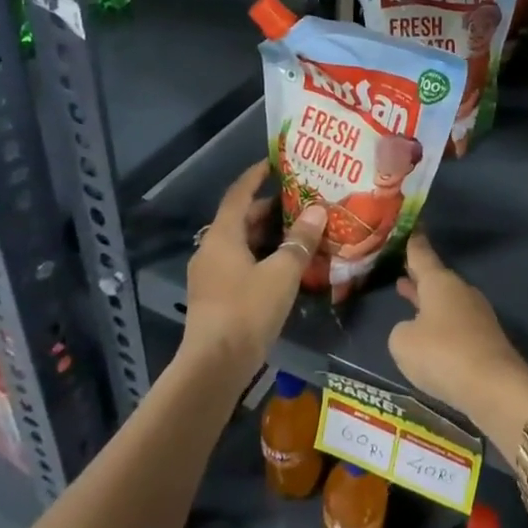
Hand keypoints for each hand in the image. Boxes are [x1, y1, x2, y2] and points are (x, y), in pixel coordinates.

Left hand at [183, 161, 325, 373]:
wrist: (214, 365)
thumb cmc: (247, 310)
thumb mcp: (282, 272)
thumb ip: (300, 240)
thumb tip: (318, 210)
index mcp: (222, 236)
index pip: (238, 194)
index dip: (255, 176)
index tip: (274, 162)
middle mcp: (211, 250)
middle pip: (240, 219)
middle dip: (268, 208)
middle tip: (300, 200)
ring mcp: (210, 274)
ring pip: (240, 243)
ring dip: (267, 234)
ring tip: (299, 229)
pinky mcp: (215, 296)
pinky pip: (239, 263)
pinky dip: (261, 255)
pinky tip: (285, 264)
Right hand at [390, 233, 527, 447]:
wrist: (493, 386)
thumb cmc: (442, 355)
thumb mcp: (403, 343)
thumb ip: (401, 331)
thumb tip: (413, 330)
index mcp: (439, 283)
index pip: (422, 255)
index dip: (414, 243)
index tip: (413, 227)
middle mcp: (460, 292)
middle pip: (436, 278)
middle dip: (419, 275)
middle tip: (403, 266)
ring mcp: (476, 314)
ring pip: (445, 300)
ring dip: (427, 299)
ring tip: (408, 294)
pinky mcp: (485, 338)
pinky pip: (455, 323)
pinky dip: (439, 322)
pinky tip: (429, 333)